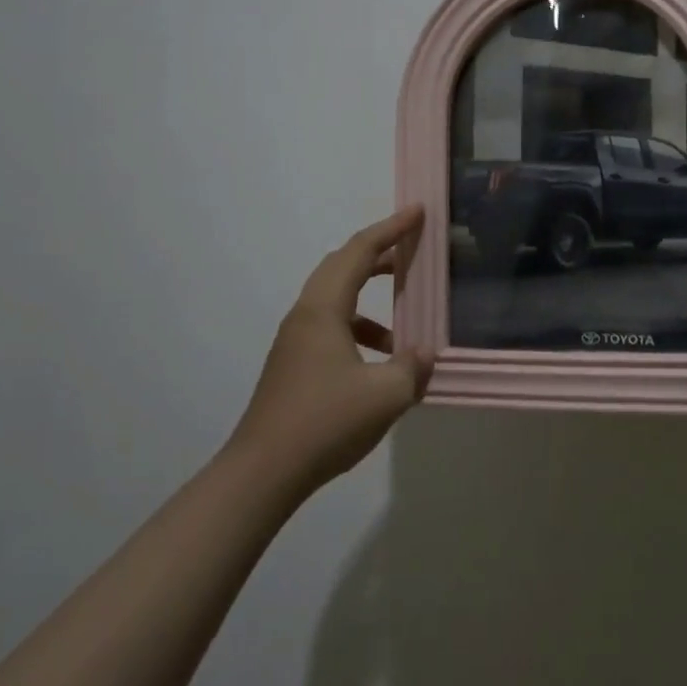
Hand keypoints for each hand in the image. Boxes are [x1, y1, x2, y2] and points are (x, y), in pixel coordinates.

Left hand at [228, 206, 434, 501]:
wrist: (262, 473)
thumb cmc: (325, 423)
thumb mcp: (386, 394)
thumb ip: (412, 367)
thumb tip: (423, 353)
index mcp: (323, 310)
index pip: (359, 252)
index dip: (391, 228)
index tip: (417, 212)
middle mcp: (304, 316)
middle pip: (342, 267)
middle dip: (379, 254)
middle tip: (412, 250)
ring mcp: (294, 343)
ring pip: (336, 301)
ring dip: (370, 299)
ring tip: (404, 320)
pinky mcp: (293, 366)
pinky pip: (331, 329)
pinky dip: (359, 330)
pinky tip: (379, 364)